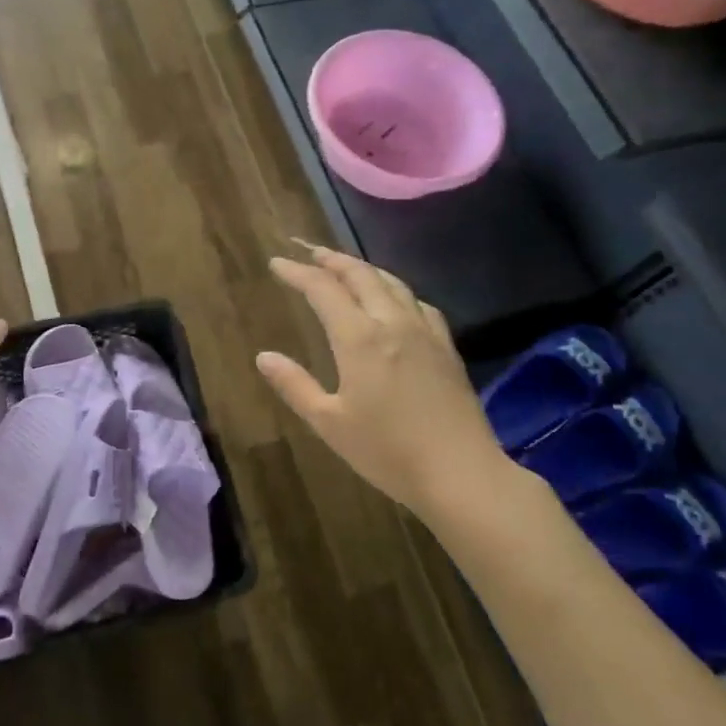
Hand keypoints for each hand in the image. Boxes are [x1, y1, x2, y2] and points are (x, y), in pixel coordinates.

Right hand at [257, 242, 509, 518]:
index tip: (277, 264)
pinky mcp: (446, 347)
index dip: (297, 273)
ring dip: (364, 269)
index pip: (323, 290)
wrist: (461, 473)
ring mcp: (425, 332)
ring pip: (392, 283)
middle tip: (309, 252)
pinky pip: (418, 303)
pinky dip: (396, 290)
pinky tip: (395, 300)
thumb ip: (295, 385)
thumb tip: (264, 356)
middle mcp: (392, 323)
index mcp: (359, 338)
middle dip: (331, 259)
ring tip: (346, 268)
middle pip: (361, 276)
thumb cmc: (387, 452)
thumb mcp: (329, 423)